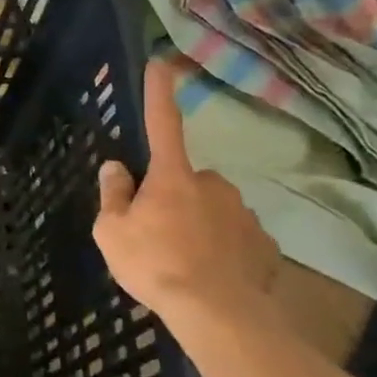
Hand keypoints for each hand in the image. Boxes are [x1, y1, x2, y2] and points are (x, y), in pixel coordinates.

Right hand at [94, 61, 278, 323]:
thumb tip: (116, 167)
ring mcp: (243, 214)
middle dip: (174, 197)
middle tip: (157, 233)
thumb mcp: (111, 232)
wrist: (217, 313)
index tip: (163, 63)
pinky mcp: (265, 245)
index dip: (159, 94)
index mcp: (172, 177)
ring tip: (183, 261)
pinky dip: (223, 250)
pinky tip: (211, 275)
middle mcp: (212, 185)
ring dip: (199, 225)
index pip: (162, 124)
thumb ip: (113, 195)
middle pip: (186, 180)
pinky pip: (235, 238)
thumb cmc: (154, 264)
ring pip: (213, 210)